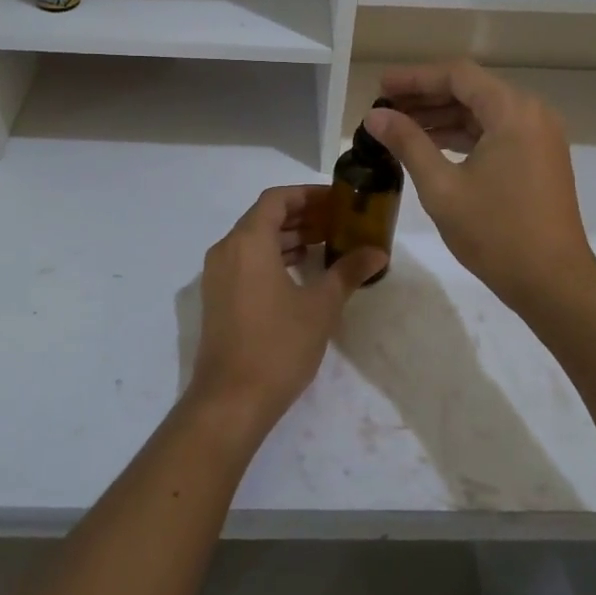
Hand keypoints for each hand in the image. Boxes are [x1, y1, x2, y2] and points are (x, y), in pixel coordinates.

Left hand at [190, 186, 385, 431]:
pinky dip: (272, 256)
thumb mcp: (321, 306)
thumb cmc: (278, 345)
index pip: (277, 199)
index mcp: (248, 241)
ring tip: (324, 243)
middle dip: (301, 215)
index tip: (337, 200)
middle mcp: (227, 249)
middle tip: (337, 221)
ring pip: (254, 239)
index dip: (307, 194)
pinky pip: (245, 260)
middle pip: (264, 217)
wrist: (231, 400)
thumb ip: (348, 271)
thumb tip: (378, 252)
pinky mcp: (217, 297)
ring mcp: (217, 274)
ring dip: (287, 236)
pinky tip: (299, 271)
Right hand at [364, 61, 595, 316]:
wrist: (553, 283)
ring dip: (443, 117)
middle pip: (471, 90)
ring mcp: (540, 137)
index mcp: (513, 112)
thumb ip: (408, 143)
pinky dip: (464, 135)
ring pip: (483, 112)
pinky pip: (496, 133)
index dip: (415, 78)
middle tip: (384, 107)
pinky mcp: (540, 159)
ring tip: (399, 127)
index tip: (381, 87)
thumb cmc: (496, 232)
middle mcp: (532, 114)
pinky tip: (431, 146)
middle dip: (426, 96)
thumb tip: (375, 116)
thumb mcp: (442, 187)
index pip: (458, 75)